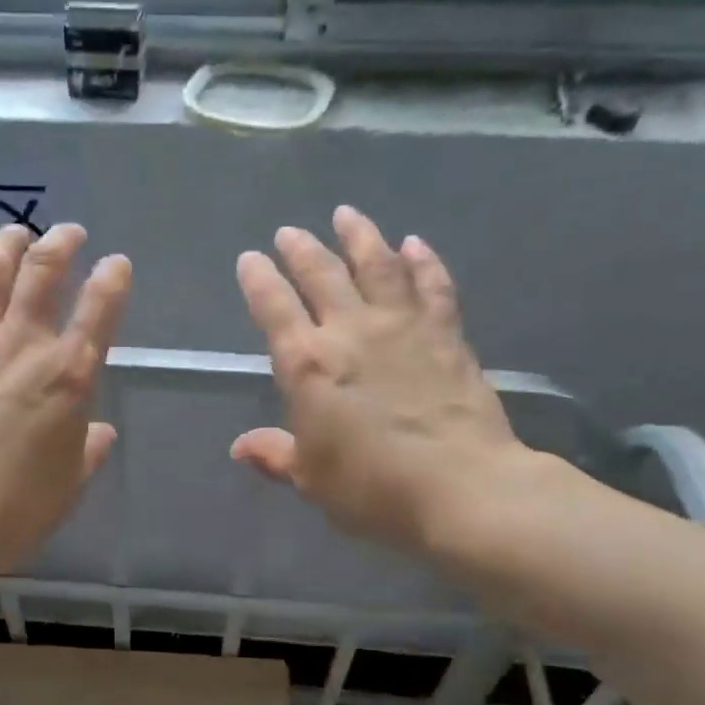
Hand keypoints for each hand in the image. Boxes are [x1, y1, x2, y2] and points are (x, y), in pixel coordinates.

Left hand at [0, 223, 130, 577]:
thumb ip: (88, 452)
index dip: (112, 280)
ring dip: (5, 244)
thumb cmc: (13, 511)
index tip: (117, 264)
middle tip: (70, 232)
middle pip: (43, 274)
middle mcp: (22, 347)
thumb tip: (101, 432)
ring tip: (16, 231)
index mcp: (68, 377)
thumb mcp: (68, 486)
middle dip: (60, 244)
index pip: (100, 311)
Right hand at [233, 205, 540, 561]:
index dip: (259, 279)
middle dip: (302, 249)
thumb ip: (276, 455)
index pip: (274, 307)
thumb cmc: (373, 489)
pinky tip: (415, 244)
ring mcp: (402, 327)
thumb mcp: (311, 480)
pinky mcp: (446, 334)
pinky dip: (423, 261)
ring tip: (347, 215)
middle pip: (322, 274)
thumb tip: (242, 447)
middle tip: (290, 232)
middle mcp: (350, 332)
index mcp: (307, 365)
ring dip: (359, 236)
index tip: (250, 259)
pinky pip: (432, 285)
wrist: (462, 489)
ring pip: (377, 265)